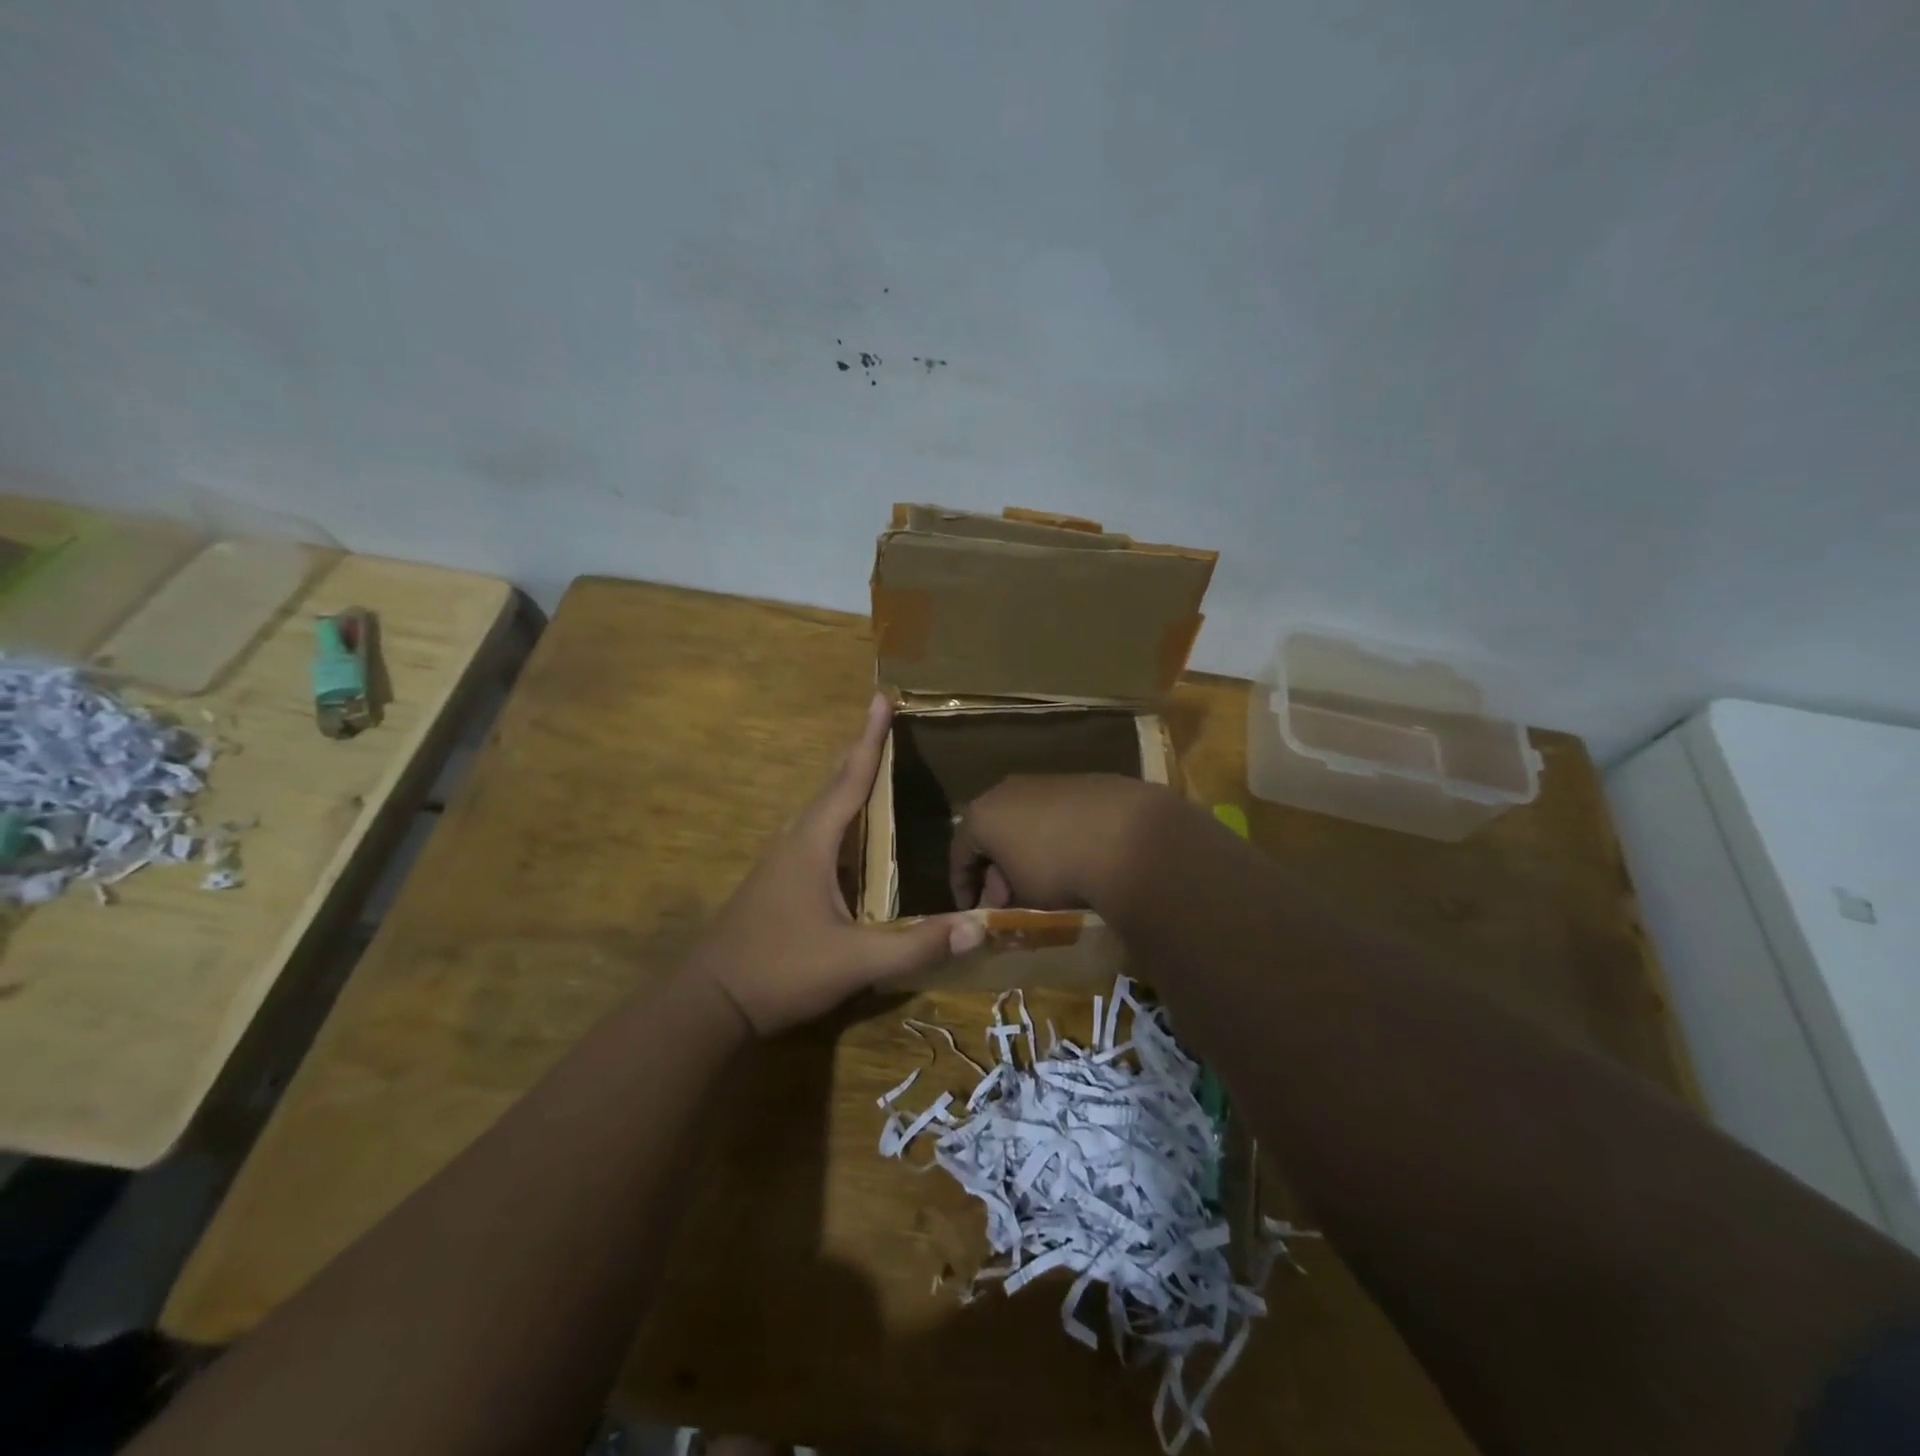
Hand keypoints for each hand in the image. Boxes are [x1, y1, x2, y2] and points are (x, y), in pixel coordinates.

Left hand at [689, 694, 984, 1035]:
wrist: (709, 1003)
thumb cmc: (780, 971)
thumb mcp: (854, 962)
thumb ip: (916, 946)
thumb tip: (980, 924)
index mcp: (812, 844)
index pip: (849, 780)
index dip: (870, 740)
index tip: (881, 699)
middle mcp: (795, 842)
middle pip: (833, 786)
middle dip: (861, 753)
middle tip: (885, 725)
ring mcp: (782, 864)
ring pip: (822, 812)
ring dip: (848, 785)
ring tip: (875, 769)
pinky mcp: (779, 884)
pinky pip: (818, 836)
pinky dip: (841, 819)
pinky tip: (854, 838)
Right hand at [948, 773, 1167, 912]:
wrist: (1126, 836)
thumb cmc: (1057, 868)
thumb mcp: (1022, 895)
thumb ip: (1005, 893)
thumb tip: (1005, 893)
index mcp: (982, 813)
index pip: (959, 851)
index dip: (962, 885)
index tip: (972, 910)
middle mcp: (1008, 789)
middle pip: (992, 831)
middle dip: (996, 867)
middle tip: (1008, 898)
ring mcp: (1047, 781)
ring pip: (1025, 819)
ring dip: (1027, 849)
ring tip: (1043, 880)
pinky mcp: (1083, 781)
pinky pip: (1058, 813)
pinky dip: (1057, 835)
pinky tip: (1074, 857)